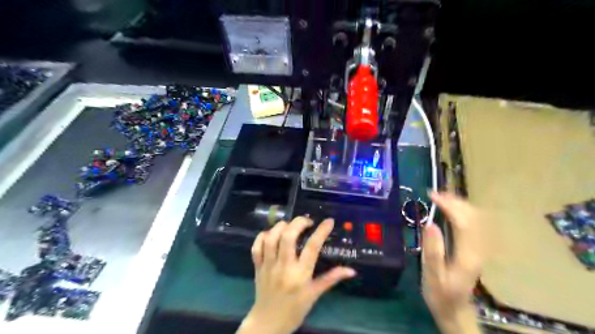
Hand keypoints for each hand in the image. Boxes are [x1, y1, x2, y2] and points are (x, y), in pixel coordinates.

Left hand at [237, 216, 355, 333]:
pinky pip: (256, 247)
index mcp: (300, 275)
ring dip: (281, 226)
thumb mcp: (314, 295)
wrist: (267, 324)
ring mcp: (268, 266)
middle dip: (298, 223)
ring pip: (271, 238)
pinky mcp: (257, 267)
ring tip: (289, 225)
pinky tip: (271, 234)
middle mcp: (283, 267)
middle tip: (307, 221)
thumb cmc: (294, 310)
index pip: (312, 247)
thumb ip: (331, 279)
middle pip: (288, 237)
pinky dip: (262, 236)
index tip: (329, 221)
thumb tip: (351, 270)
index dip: (321, 231)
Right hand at [423, 191, 481, 332]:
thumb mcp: (432, 276)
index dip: (449, 205)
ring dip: (460, 204)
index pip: (464, 222)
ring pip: (477, 218)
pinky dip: (463, 212)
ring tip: (441, 198)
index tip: (432, 195)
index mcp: (467, 256)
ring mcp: (480, 249)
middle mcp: (479, 250)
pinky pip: (475, 224)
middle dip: (455, 201)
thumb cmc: (439, 294)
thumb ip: (433, 251)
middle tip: (434, 194)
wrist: (455, 310)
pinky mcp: (477, 249)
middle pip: (474, 217)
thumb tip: (431, 223)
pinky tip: (452, 209)